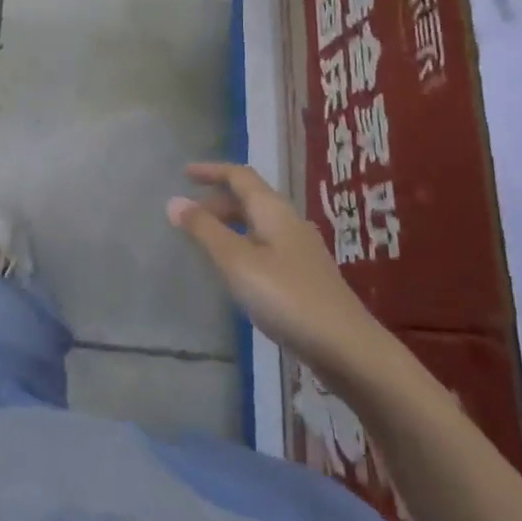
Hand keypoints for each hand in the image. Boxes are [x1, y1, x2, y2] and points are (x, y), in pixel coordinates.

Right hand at [167, 163, 390, 384]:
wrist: (348, 349)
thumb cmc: (287, 298)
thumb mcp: (237, 263)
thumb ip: (205, 231)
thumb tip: (174, 201)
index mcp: (274, 211)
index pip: (240, 176)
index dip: (212, 171)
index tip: (184, 173)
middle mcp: (290, 223)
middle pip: (250, 199)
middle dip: (217, 202)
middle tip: (188, 216)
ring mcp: (301, 251)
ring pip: (258, 224)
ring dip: (230, 225)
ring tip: (205, 242)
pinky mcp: (306, 277)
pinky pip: (266, 246)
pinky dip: (243, 246)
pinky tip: (236, 271)